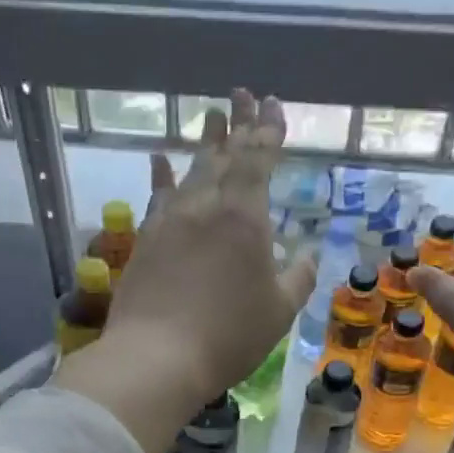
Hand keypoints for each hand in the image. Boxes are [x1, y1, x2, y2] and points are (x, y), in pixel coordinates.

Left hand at [99, 89, 316, 407]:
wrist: (156, 357)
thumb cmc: (228, 335)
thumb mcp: (279, 311)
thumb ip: (297, 278)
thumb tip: (307, 255)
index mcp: (244, 217)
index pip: (258, 159)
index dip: (267, 130)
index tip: (272, 105)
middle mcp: (205, 206)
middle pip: (224, 155)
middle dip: (238, 124)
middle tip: (243, 95)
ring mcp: (169, 220)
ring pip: (191, 170)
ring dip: (205, 142)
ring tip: (213, 115)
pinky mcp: (145, 240)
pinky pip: (157, 196)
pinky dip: (162, 174)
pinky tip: (160, 158)